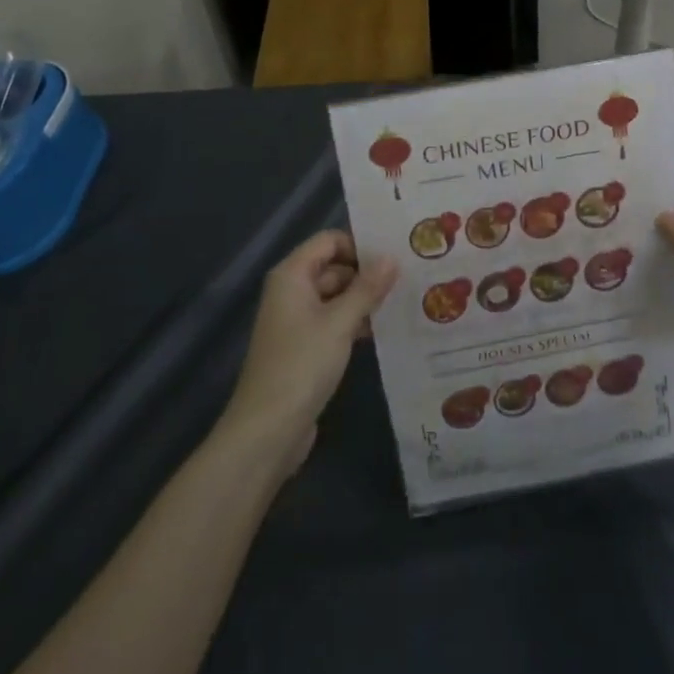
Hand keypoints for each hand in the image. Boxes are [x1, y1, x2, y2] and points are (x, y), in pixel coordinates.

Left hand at [222, 230, 396, 474]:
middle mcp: (291, 292)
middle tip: (407, 278)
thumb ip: (367, 288)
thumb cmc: (301, 366)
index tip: (394, 256)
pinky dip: (355, 322)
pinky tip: (383, 330)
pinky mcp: (304, 347)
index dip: (359, 245)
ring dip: (364, 299)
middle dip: (367, 273)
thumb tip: (392, 257)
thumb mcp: (340, 323)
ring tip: (403, 301)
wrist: (266, 432)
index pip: (329, 241)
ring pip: (336, 296)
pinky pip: (333, 321)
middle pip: (334, 267)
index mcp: (292, 276)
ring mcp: (296, 321)